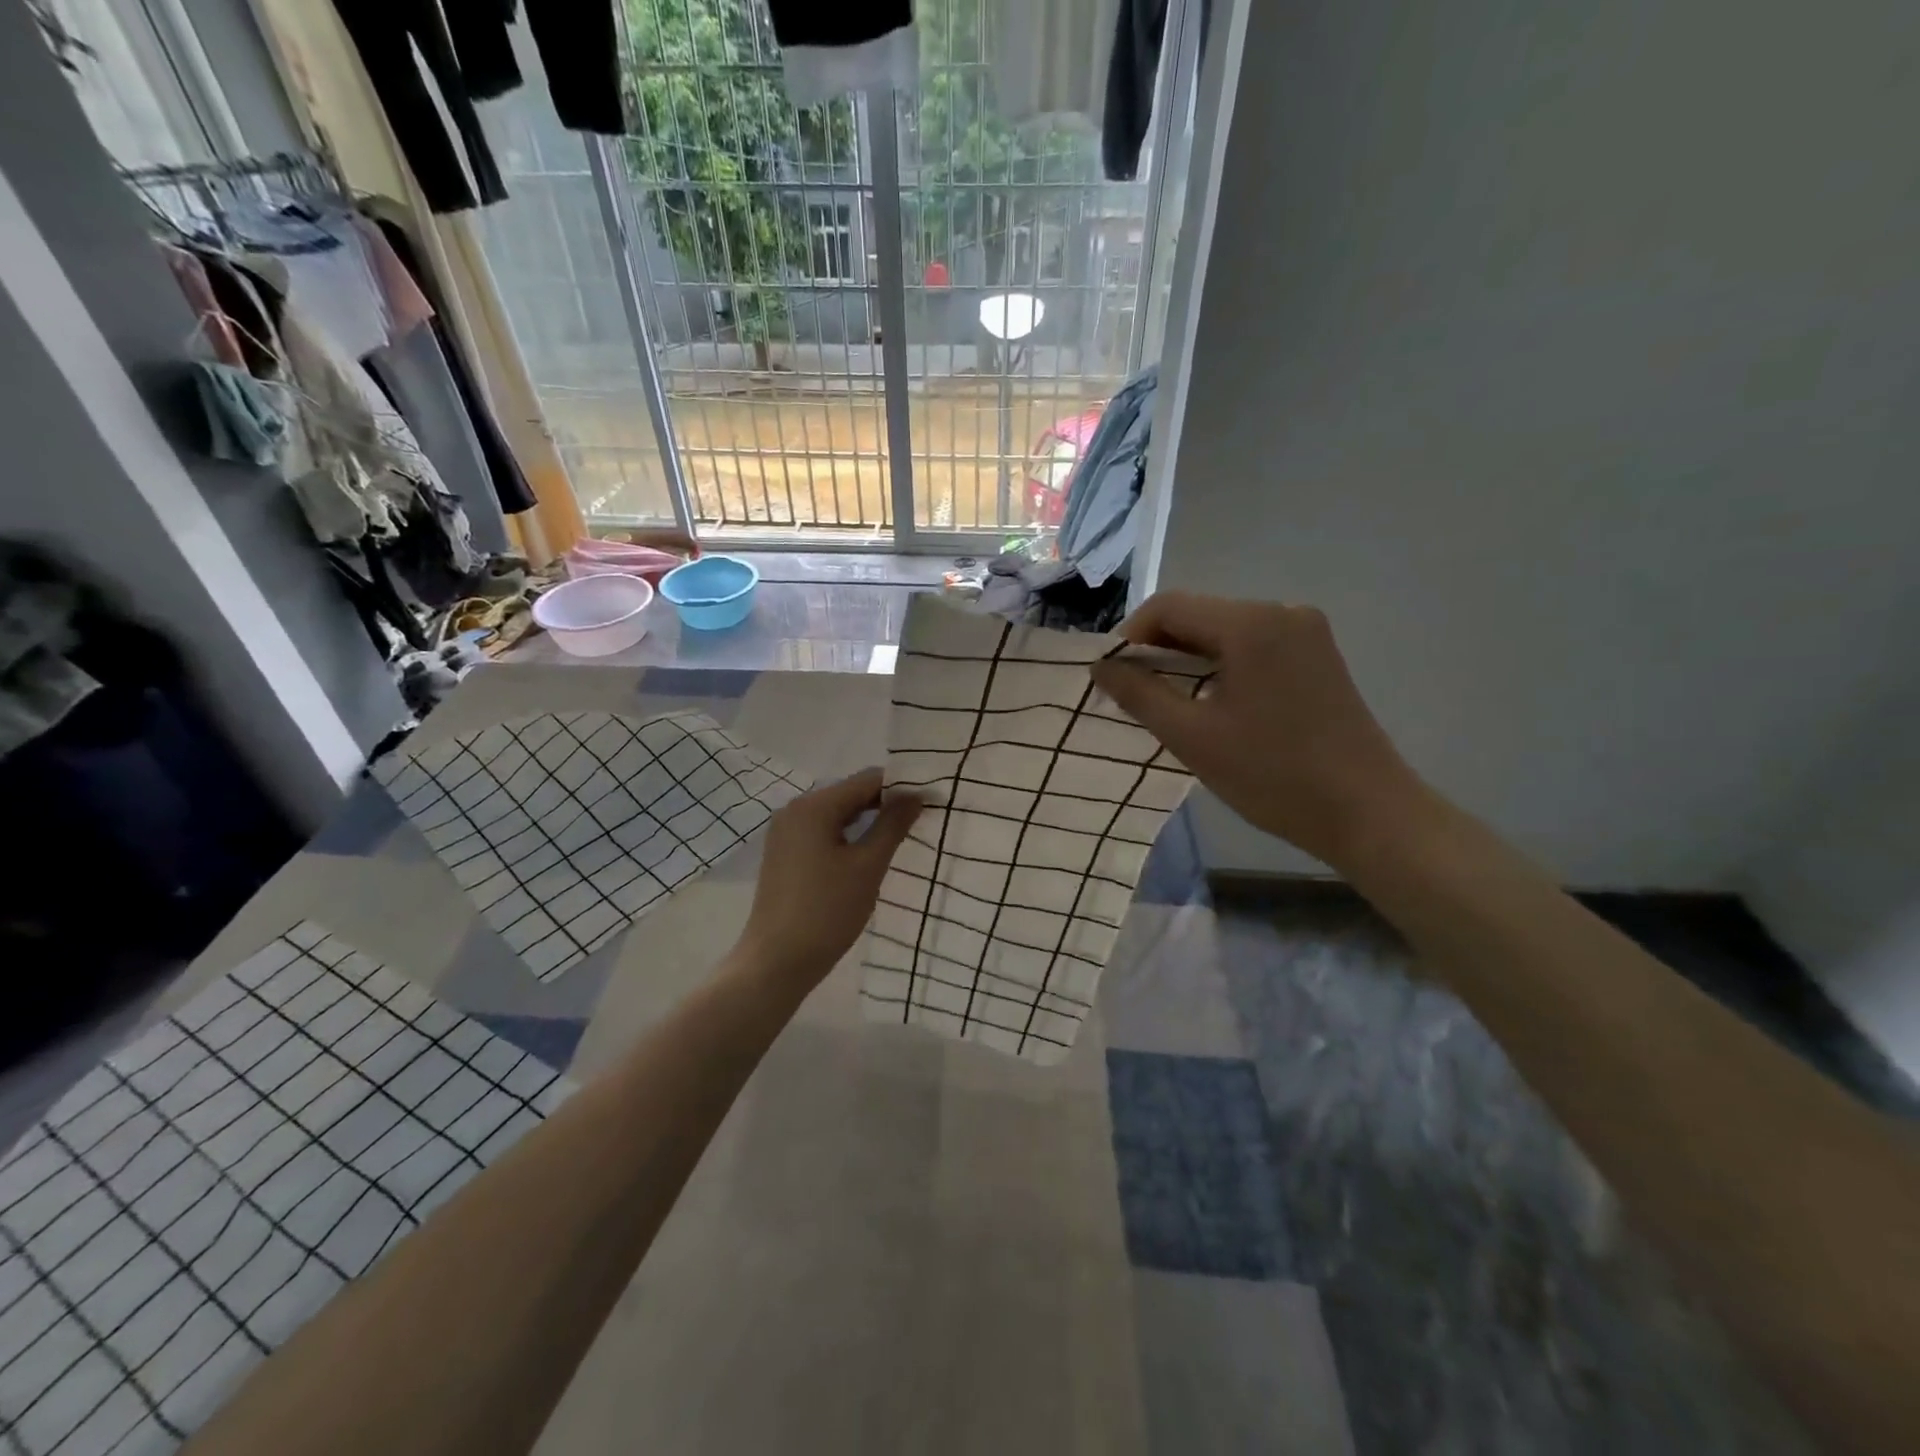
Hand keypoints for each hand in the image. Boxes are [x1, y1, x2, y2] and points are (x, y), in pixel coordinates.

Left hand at [734, 768, 922, 995]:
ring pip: (836, 814)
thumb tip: (915, 794)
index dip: (901, 787)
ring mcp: (785, 832)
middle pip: (849, 793)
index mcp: (814, 806)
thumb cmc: (827, 911)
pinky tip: (866, 854)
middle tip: (919, 820)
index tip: (930, 801)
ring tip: (899, 836)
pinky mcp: (783, 853)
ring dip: (867, 821)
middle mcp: (794, 809)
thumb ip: (893, 825)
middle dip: (884, 803)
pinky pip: (822, 832)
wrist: (777, 962)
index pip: (867, 780)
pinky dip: (847, 836)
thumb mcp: (868, 866)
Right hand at [1091, 592, 1424, 868]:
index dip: (1129, 637)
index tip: (1109, 677)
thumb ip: (1139, 693)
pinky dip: (1220, 666)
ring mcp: (1306, 633)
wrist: (1367, 813)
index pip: (1168, 607)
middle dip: (1157, 649)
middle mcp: (1281, 612)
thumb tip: (1101, 666)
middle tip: (1130, 693)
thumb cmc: (1273, 775)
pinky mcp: (1318, 656)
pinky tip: (1209, 702)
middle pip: (1198, 615)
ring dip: (1187, 659)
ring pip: (1224, 632)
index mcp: (1251, 623)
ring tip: (1164, 701)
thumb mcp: (1192, 736)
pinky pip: (1252, 646)